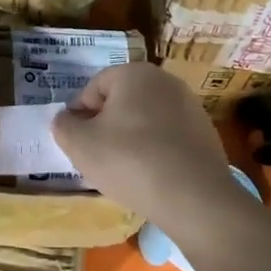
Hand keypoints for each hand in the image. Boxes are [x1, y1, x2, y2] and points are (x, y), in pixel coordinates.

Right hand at [50, 64, 239, 229]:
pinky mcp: (206, 132)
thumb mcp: (80, 144)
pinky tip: (151, 175)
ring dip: (131, 138)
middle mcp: (165, 81)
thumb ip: (64, 126)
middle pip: (122, 100)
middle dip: (106, 125)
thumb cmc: (129, 161)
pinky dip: (155, 150)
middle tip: (97, 156)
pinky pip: (168, 136)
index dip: (79, 114)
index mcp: (134, 73)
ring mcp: (190, 106)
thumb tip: (67, 119)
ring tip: (124, 169)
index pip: (94, 87)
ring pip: (146, 119)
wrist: (194, 197)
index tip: (76, 142)